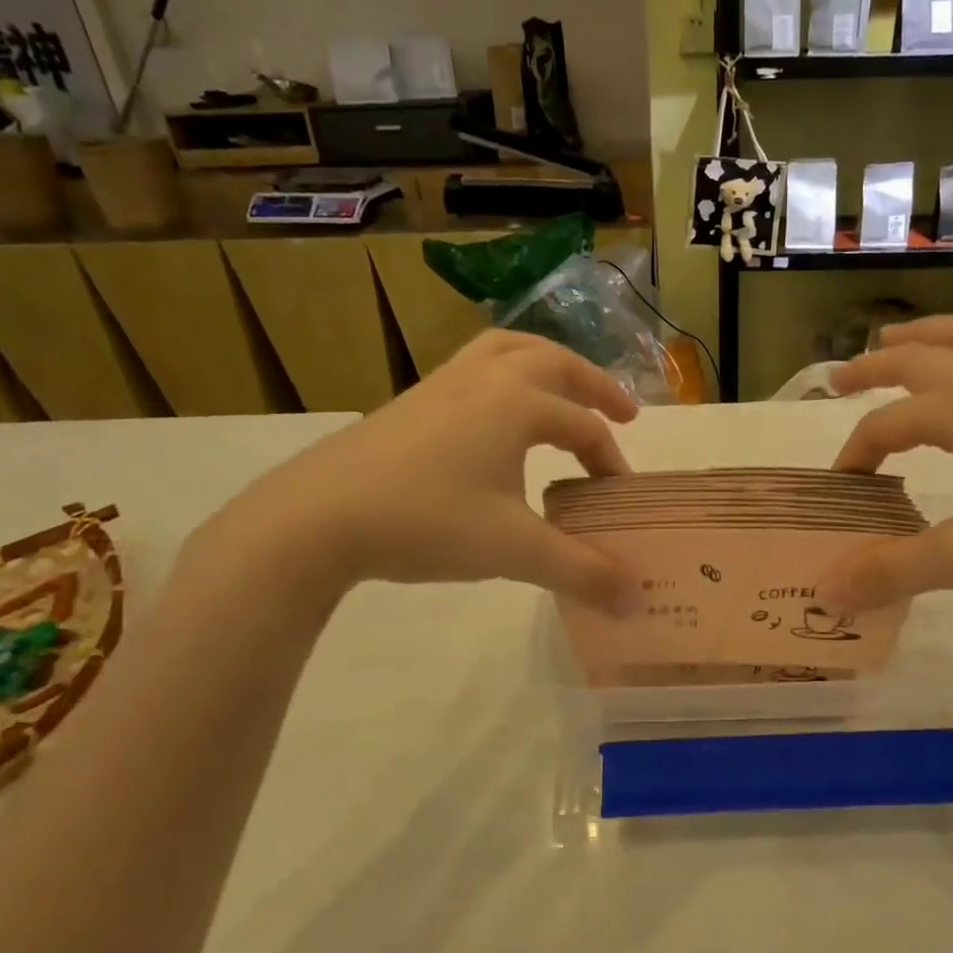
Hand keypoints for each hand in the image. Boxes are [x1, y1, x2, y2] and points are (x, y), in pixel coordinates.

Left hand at [209, 331, 643, 613]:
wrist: (315, 518)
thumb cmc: (427, 522)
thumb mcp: (514, 551)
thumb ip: (582, 572)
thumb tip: (637, 601)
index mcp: (517, 402)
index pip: (585, 426)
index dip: (611, 461)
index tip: (620, 499)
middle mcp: (483, 379)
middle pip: (554, 362)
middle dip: (595, 385)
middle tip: (624, 412)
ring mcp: (441, 385)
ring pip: (506, 351)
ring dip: (546, 366)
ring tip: (563, 391)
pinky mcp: (409, 403)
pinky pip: (472, 369)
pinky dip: (503, 377)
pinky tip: (496, 418)